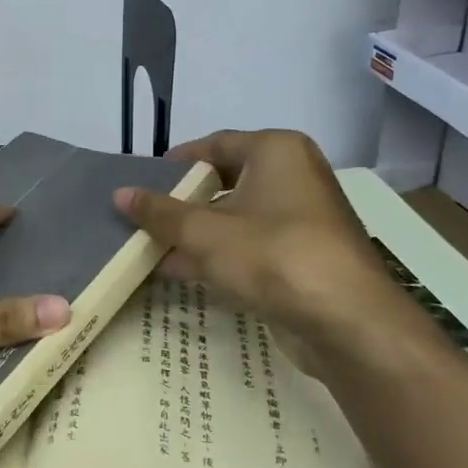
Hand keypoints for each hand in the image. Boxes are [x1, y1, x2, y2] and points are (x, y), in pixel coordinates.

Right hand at [114, 129, 402, 346]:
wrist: (347, 323)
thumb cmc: (274, 256)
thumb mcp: (205, 233)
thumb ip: (161, 213)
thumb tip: (120, 193)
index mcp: (277, 152)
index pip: (216, 144)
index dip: (177, 161)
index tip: (144, 179)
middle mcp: (294, 176)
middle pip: (226, 181)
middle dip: (183, 202)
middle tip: (144, 215)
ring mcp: (303, 219)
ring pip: (236, 217)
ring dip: (197, 233)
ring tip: (151, 246)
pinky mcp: (304, 257)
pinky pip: (251, 245)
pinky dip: (219, 254)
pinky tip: (181, 272)